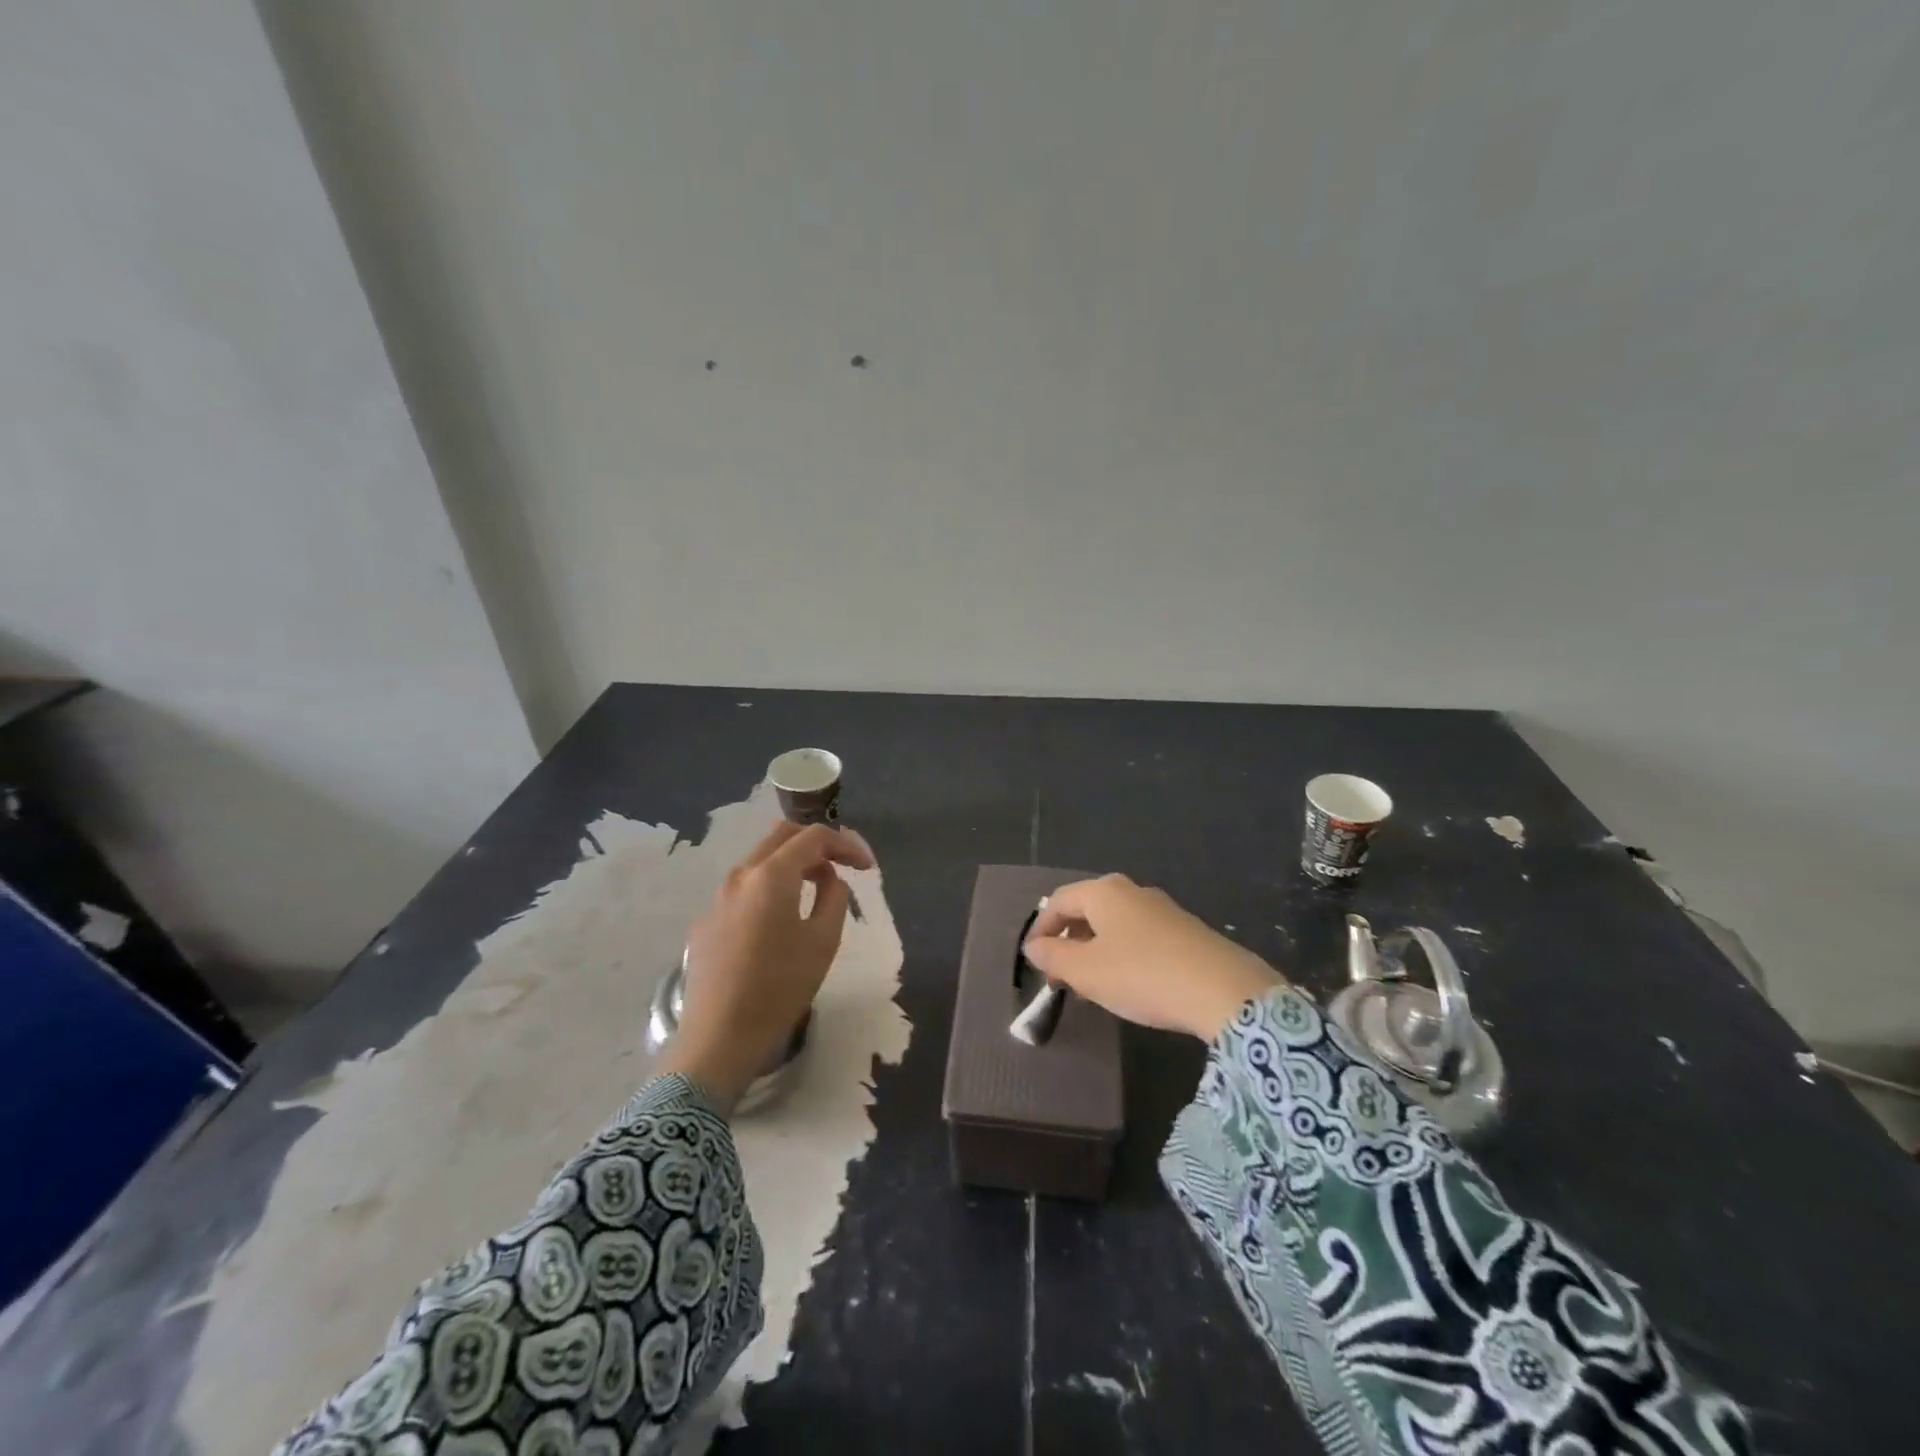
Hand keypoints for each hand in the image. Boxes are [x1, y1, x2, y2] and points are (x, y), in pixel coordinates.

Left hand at [659, 821, 873, 1111]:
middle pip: (782, 837)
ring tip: (815, 891)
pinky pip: (743, 890)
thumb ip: (834, 897)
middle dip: (816, 844)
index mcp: (771, 875)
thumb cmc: (779, 988)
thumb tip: (830, 880)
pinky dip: (769, 889)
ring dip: (791, 865)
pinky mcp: (706, 922)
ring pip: (760, 861)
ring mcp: (717, 898)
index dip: (845, 845)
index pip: (813, 837)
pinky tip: (779, 922)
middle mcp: (740, 875)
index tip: (866, 867)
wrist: (718, 1037)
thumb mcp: (823, 941)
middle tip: (841, 866)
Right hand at [1023, 874, 1282, 1041]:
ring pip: (1114, 924)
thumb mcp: (1086, 971)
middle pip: (1087, 910)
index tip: (1033, 961)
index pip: (1058, 901)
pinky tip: (1128, 985)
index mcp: (1104, 891)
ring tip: (1090, 986)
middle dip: (1068, 941)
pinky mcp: (1185, 931)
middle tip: (1059, 977)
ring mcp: (1163, 909)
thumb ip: (1053, 956)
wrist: (1224, 991)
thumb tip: (1033, 946)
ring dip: (1095, 951)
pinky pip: (1139, 936)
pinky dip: (1122, 955)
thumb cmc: (1142, 975)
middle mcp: (1132, 891)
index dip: (1040, 929)